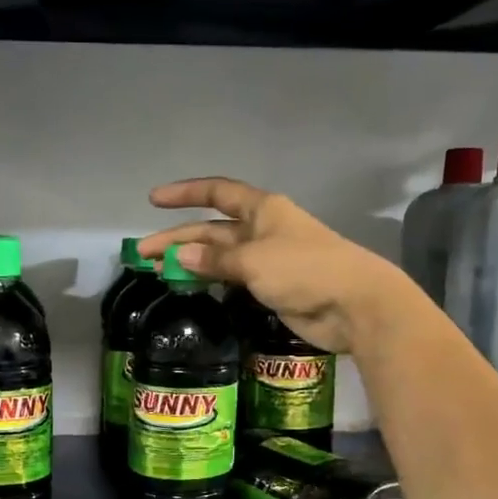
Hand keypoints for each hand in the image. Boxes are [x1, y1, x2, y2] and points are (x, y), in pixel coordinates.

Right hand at [140, 177, 419, 353]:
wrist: (353, 305)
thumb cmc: (305, 270)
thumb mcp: (254, 261)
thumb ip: (216, 261)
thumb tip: (181, 259)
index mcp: (262, 210)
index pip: (217, 194)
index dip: (185, 194)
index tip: (154, 201)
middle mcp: (262, 229)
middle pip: (212, 230)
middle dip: (179, 239)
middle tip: (144, 254)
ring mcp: (266, 259)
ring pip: (220, 256)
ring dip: (191, 262)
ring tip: (159, 273)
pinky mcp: (271, 286)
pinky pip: (232, 278)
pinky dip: (210, 280)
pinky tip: (190, 287)